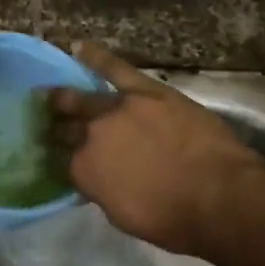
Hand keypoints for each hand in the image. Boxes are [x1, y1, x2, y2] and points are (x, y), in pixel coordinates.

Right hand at [47, 42, 264, 257]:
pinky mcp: (146, 91)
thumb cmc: (173, 218)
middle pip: (67, 127)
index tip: (59, 156)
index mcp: (84, 170)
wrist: (216, 195)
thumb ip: (103, 190)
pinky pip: (115, 68)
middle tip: (48, 123)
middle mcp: (92, 135)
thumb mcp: (123, 215)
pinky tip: (80, 47)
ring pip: (83, 98)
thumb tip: (98, 178)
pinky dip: (97, 57)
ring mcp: (117, 108)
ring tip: (51, 93)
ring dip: (64, 97)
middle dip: (56, 126)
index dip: (61, 158)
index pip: (64, 160)